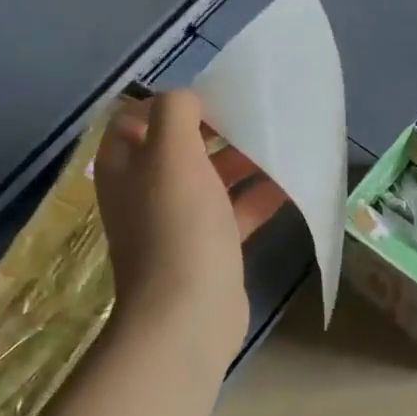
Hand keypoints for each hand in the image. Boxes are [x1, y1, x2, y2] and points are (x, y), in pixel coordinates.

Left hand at [95, 90, 286, 357]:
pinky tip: (291, 184)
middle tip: (256, 119)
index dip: (170, 104)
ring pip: (211, 178)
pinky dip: (259, 196)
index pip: (135, 118)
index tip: (212, 100)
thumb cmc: (177, 227)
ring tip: (281, 144)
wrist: (188, 315)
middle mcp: (146, 191)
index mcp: (125, 167)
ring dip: (244, 161)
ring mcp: (179, 221)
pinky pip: (235, 211)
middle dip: (217, 130)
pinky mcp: (209, 246)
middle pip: (180, 147)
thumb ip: (176, 112)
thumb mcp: (171, 155)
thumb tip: (189, 100)